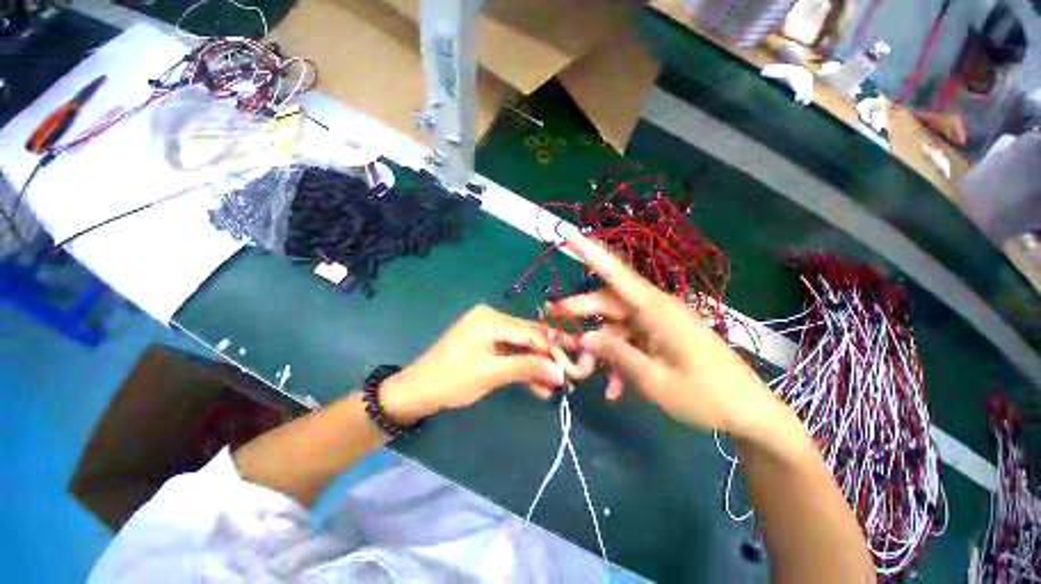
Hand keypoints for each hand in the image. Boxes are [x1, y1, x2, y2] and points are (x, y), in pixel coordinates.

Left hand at [380, 304, 581, 423]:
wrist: (415, 392)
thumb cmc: (450, 381)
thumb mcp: (490, 374)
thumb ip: (526, 368)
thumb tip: (562, 372)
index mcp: (490, 319)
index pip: (531, 332)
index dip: (555, 349)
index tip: (576, 366)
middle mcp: (492, 318)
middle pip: (529, 337)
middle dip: (549, 358)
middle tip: (571, 377)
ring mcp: (489, 330)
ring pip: (523, 347)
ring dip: (538, 365)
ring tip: (558, 386)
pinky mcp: (487, 343)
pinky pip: (512, 352)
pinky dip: (524, 367)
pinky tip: (539, 385)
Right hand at [551, 235, 783, 437]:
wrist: (749, 413)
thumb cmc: (704, 396)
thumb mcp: (652, 379)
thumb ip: (616, 353)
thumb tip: (585, 337)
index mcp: (656, 309)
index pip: (616, 274)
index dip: (591, 253)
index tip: (571, 235)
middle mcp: (656, 308)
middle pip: (610, 302)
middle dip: (582, 313)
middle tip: (554, 321)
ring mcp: (660, 322)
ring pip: (618, 325)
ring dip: (602, 348)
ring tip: (587, 373)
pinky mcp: (664, 335)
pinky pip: (633, 340)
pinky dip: (620, 359)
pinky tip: (614, 388)